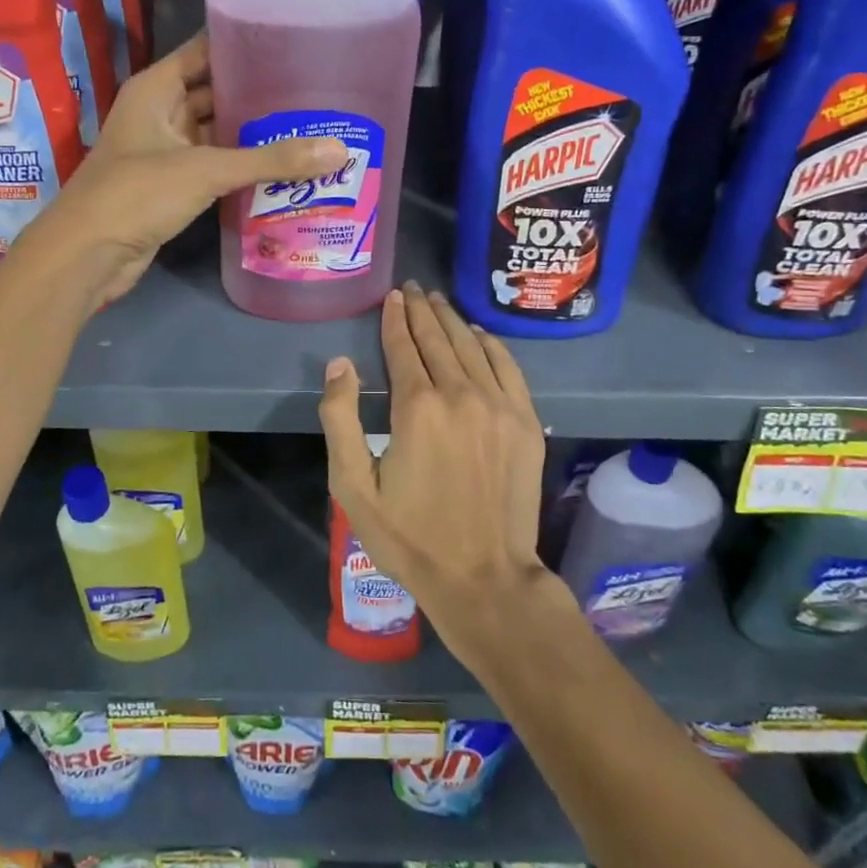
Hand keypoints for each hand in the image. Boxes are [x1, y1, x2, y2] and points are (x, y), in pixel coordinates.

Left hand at [16, 32, 347, 309]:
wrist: (88, 255)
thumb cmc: (137, 194)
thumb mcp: (206, 169)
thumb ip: (271, 160)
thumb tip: (339, 151)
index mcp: (157, 88)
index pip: (205, 51)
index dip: (243, 44)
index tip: (291, 41)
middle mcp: (160, 113)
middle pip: (215, 92)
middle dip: (257, 94)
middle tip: (312, 90)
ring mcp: (165, 151)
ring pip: (217, 132)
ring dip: (253, 133)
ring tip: (308, 125)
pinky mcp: (173, 186)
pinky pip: (214, 166)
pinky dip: (242, 166)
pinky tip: (282, 167)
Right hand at [318, 282, 553, 663]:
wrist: (484, 579)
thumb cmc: (410, 537)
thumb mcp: (353, 488)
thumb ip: (340, 419)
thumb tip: (340, 363)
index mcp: (417, 408)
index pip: (404, 347)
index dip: (396, 319)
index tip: (393, 296)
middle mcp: (461, 395)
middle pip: (439, 339)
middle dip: (423, 310)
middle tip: (414, 288)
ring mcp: (500, 406)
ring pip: (473, 347)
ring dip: (454, 320)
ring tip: (439, 302)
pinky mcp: (526, 423)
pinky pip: (508, 368)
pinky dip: (491, 345)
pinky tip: (479, 334)